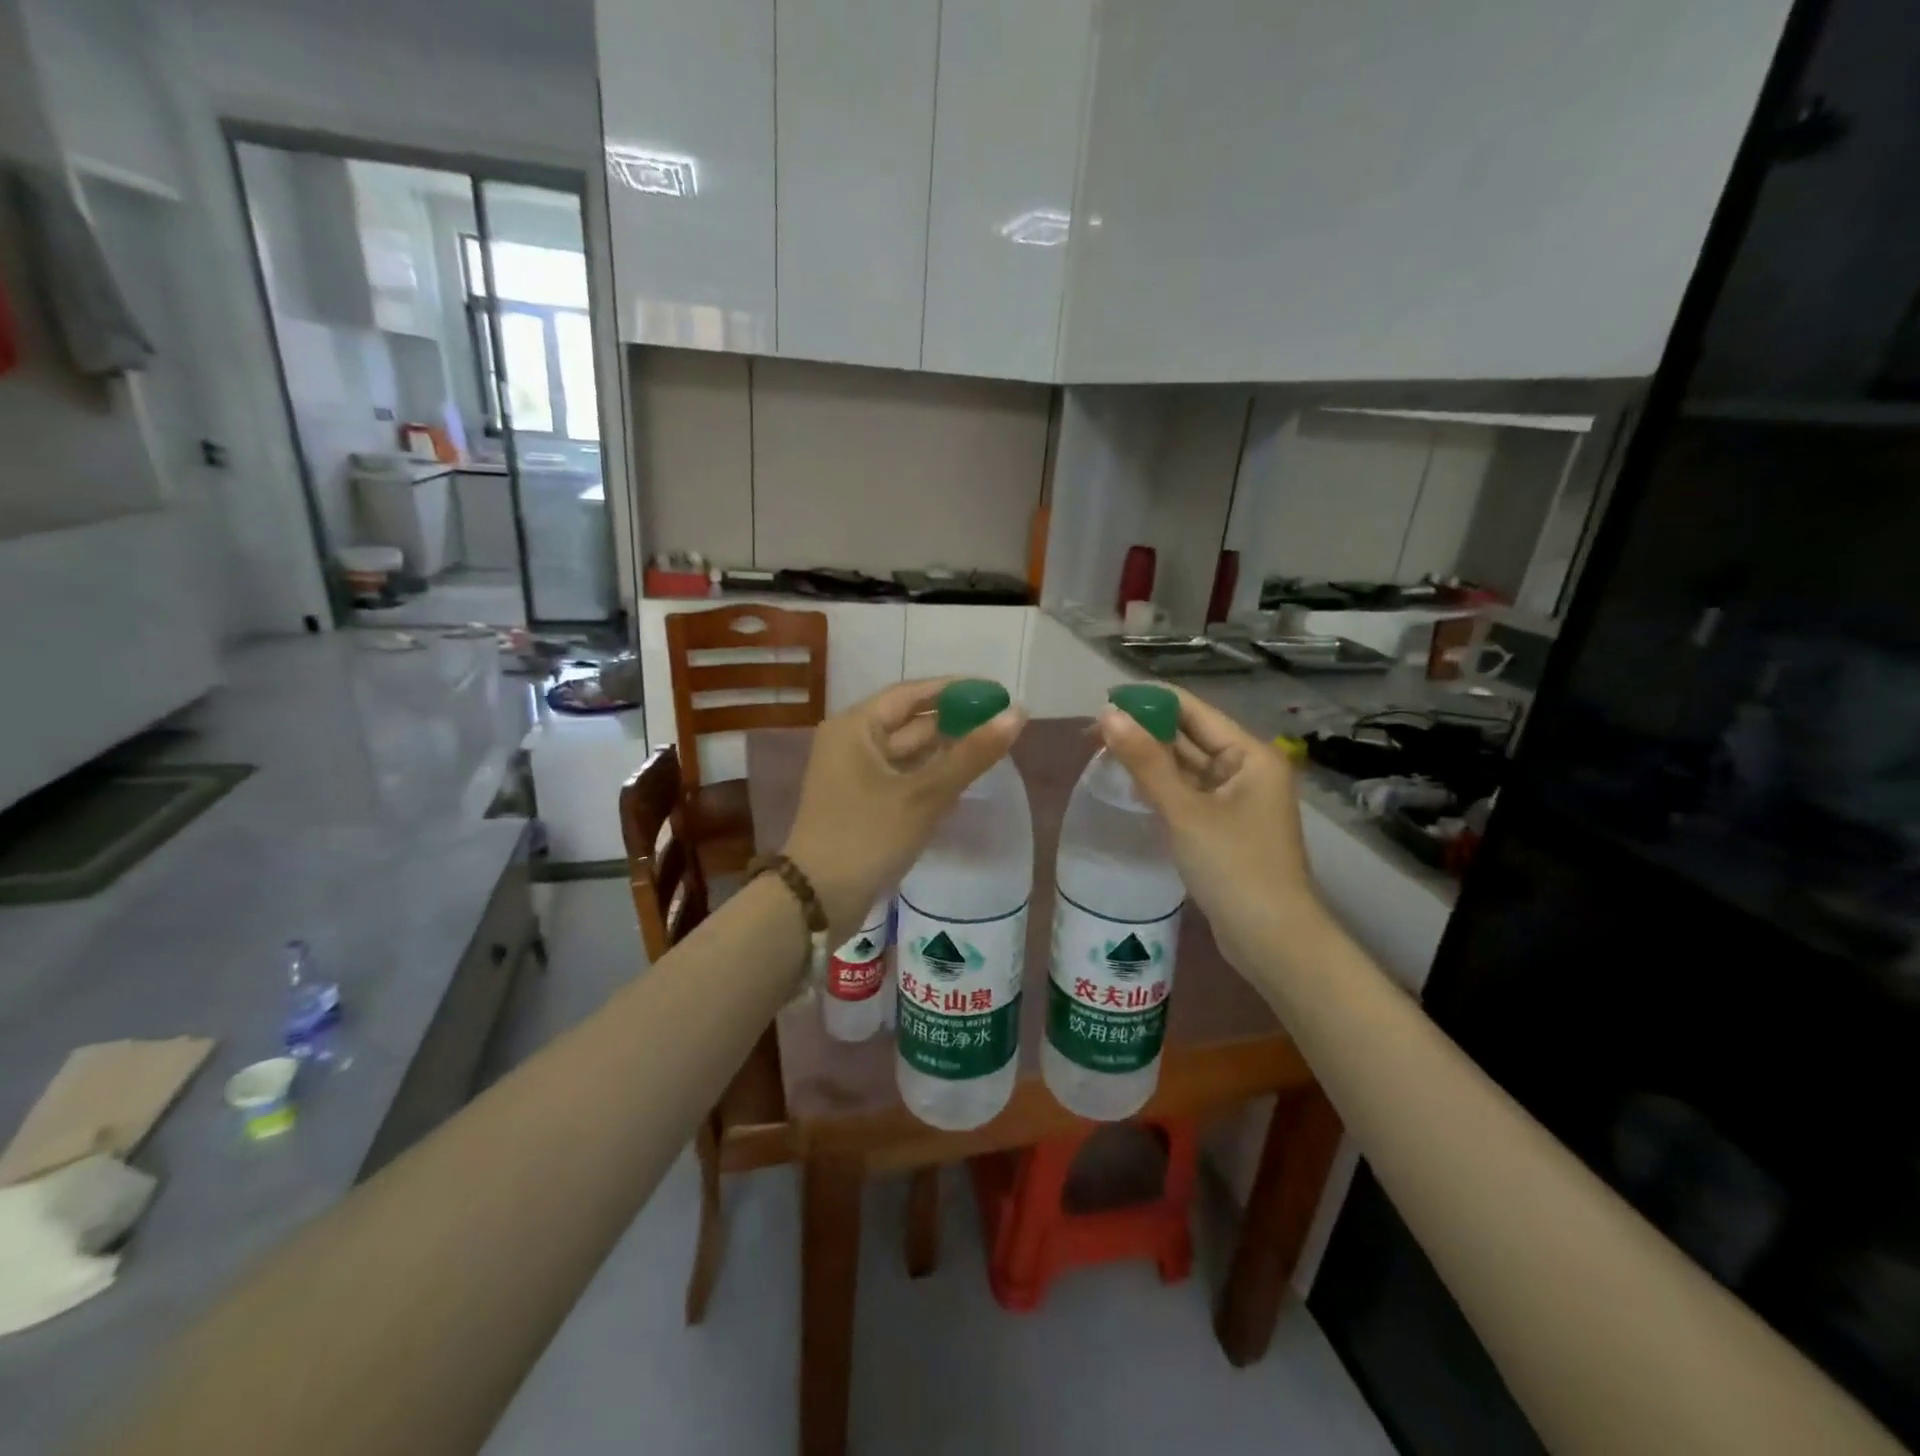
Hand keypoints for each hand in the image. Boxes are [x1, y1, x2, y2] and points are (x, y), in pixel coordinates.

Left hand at [784, 679, 1026, 941]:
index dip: (956, 690)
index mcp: (855, 727)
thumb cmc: (867, 837)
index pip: (912, 693)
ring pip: (907, 752)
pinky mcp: (860, 802)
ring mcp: (853, 774)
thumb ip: (971, 754)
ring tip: (991, 749)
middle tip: (1002, 723)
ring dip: (945, 751)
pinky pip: (901, 777)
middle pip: (910, 722)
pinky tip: (962, 781)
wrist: (816, 901)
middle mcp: (851, 742)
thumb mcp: (924, 795)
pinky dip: (929, 776)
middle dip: (954, 722)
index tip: (996, 694)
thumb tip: (1017, 714)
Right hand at [1096, 686, 1321, 969]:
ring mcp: (1235, 800)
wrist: (1271, 939)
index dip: (1150, 701)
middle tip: (1092, 731)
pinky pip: (1186, 793)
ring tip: (1100, 751)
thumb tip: (1108, 715)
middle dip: (1144, 730)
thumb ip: (1145, 761)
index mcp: (1249, 755)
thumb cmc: (1234, 867)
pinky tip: (1127, 783)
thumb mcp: (1185, 811)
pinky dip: (1159, 786)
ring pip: (1185, 766)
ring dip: (1148, 758)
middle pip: (1189, 736)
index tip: (1104, 700)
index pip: (1194, 711)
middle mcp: (1246, 769)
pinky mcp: (1222, 826)